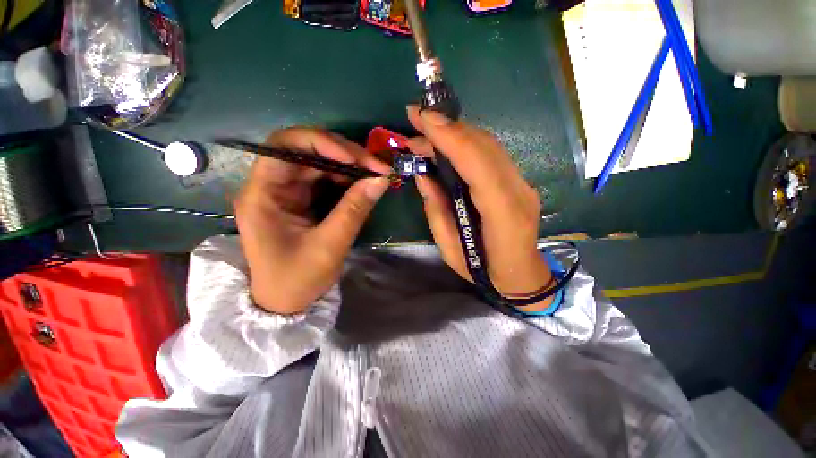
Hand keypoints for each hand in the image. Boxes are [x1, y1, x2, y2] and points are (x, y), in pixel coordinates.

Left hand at [234, 128, 390, 314]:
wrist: (286, 303)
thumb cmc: (298, 280)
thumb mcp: (330, 246)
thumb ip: (355, 210)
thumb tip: (381, 179)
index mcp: (262, 195)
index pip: (283, 147)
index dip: (320, 143)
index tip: (354, 159)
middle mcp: (271, 186)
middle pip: (306, 151)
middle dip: (344, 154)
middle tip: (376, 166)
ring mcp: (288, 193)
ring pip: (319, 164)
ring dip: (349, 166)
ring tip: (375, 175)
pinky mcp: (302, 201)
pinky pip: (326, 180)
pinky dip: (347, 179)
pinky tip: (363, 185)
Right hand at [406, 106, 553, 311]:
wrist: (522, 276)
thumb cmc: (484, 271)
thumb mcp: (450, 249)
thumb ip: (436, 210)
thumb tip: (423, 175)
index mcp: (504, 215)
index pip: (478, 164)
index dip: (450, 137)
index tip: (422, 118)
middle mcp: (518, 191)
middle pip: (485, 146)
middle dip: (448, 127)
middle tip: (416, 119)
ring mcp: (522, 183)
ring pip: (488, 145)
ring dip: (455, 132)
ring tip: (425, 131)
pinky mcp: (517, 181)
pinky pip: (490, 153)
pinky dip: (465, 142)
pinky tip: (446, 143)